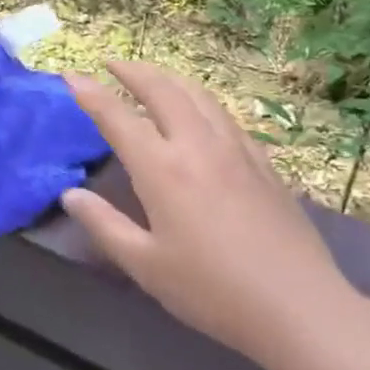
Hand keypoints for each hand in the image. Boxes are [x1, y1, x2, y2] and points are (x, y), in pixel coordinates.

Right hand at [60, 61, 364, 369]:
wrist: (299, 306)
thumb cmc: (212, 290)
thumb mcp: (145, 265)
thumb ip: (104, 225)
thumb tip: (70, 195)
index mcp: (162, 169)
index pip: (117, 117)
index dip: (90, 93)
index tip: (70, 74)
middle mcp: (197, 146)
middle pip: (162, 90)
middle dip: (133, 70)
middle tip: (111, 63)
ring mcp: (235, 149)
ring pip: (198, 95)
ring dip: (168, 77)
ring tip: (151, 76)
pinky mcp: (263, 162)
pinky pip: (225, 115)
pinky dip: (200, 100)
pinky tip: (200, 112)